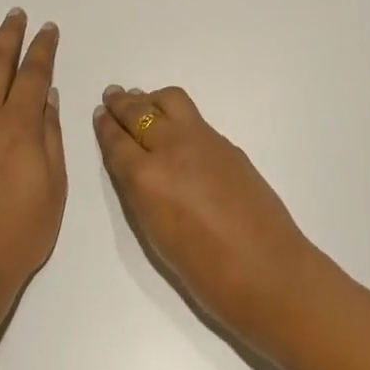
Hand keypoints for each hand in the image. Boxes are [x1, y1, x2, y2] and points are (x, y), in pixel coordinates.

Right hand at [93, 85, 322, 351]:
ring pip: (170, 102)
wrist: (269, 271)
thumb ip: (142, 194)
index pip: (117, 141)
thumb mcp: (156, 236)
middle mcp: (171, 149)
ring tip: (143, 102)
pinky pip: (194, 118)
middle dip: (123, 104)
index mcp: (146, 178)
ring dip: (151, 99)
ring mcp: (204, 141)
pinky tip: (175, 127)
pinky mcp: (228, 145)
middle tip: (113, 96)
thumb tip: (137, 169)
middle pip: (140, 113)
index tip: (100, 113)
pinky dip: (176, 115)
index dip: (106, 126)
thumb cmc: (205, 273)